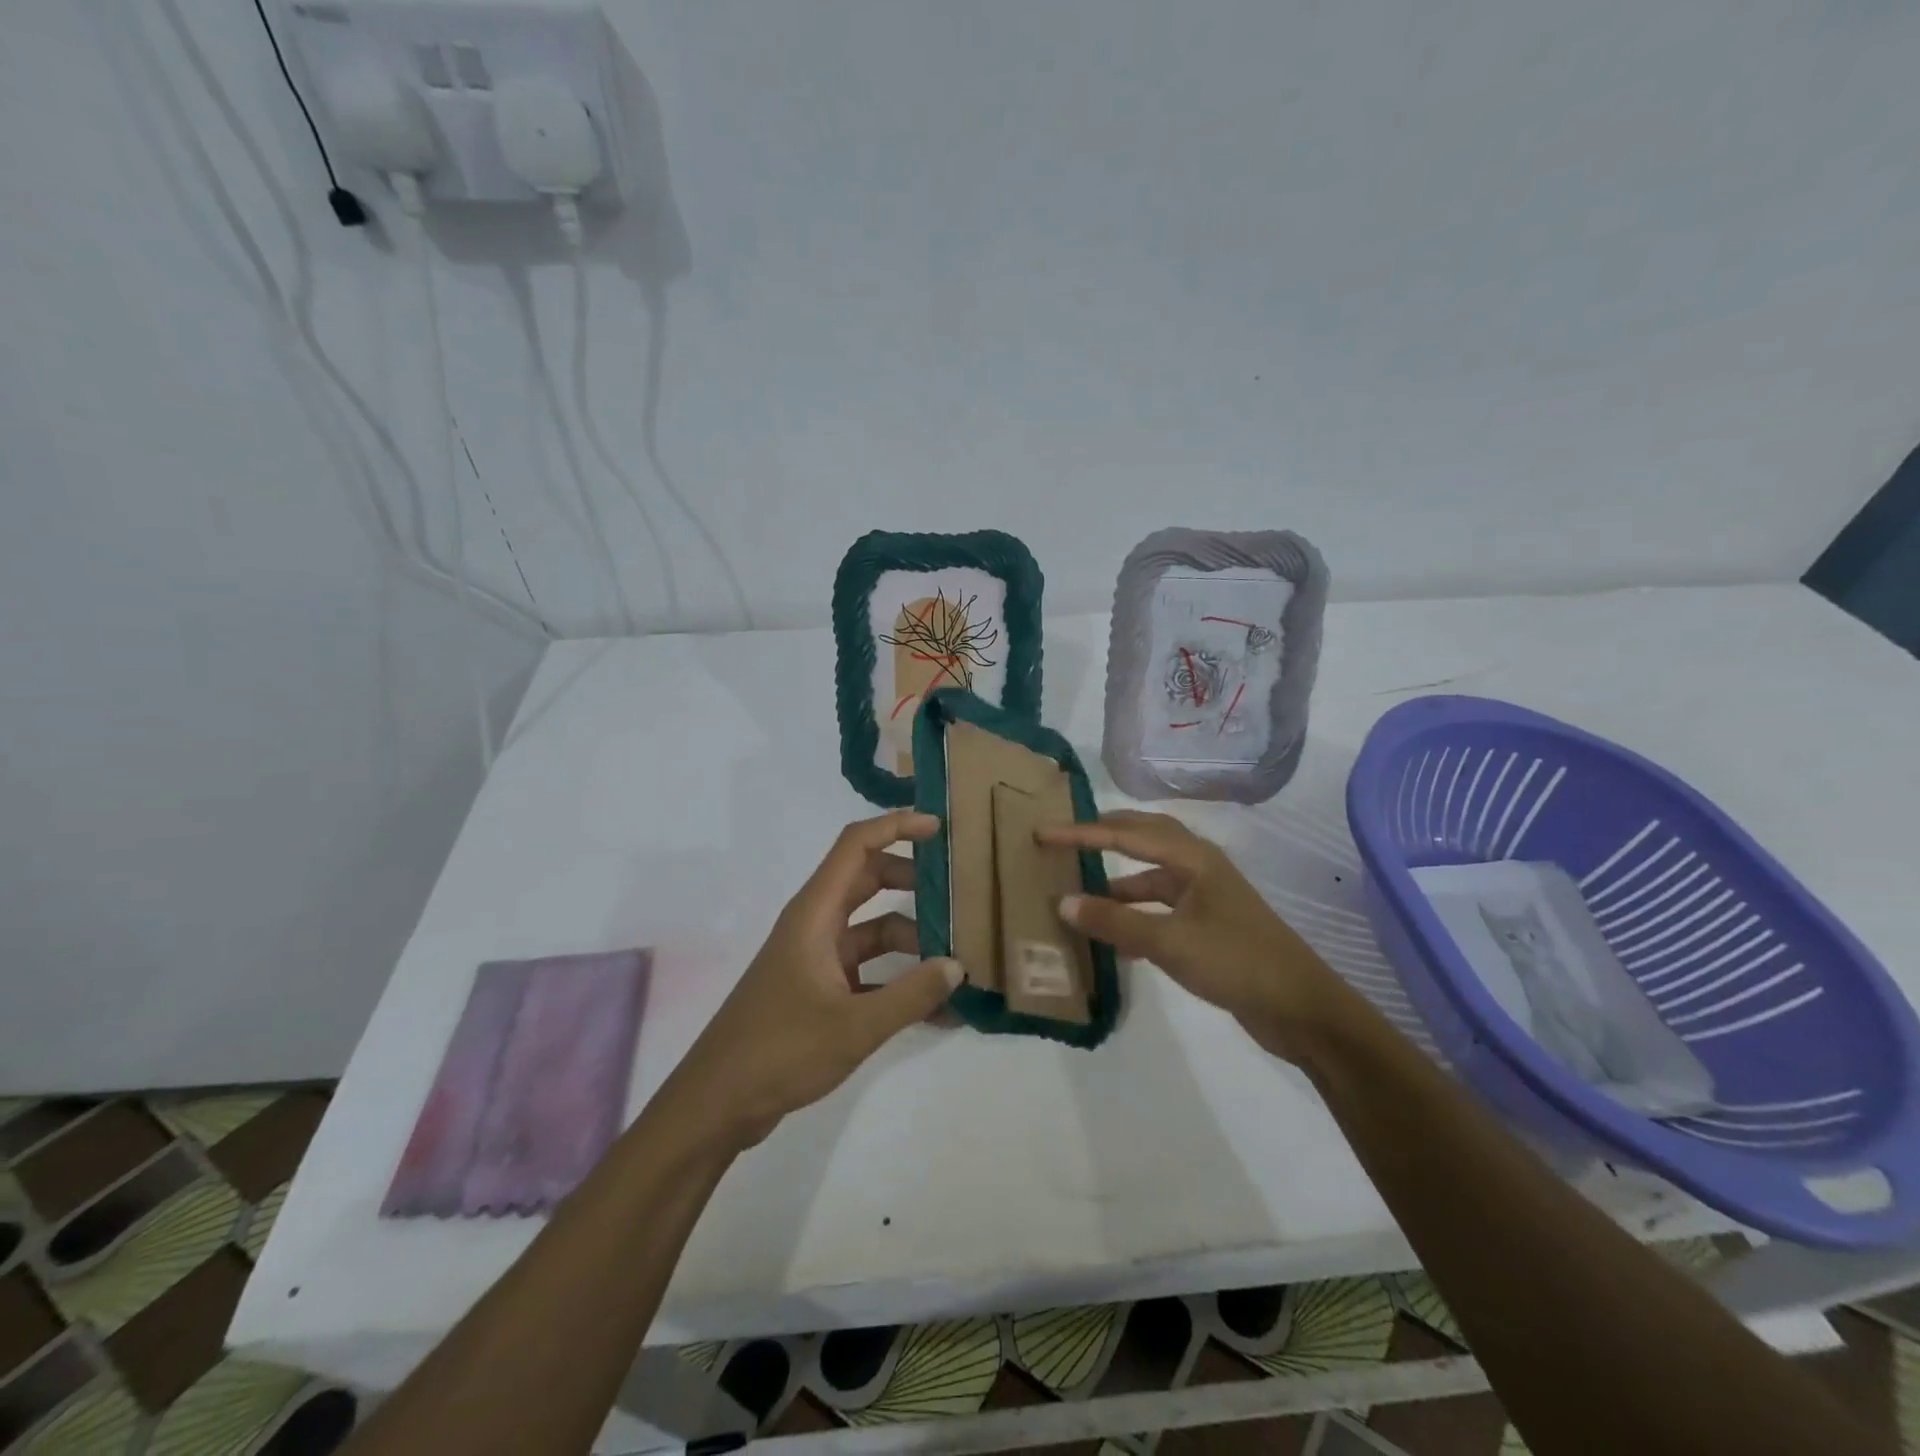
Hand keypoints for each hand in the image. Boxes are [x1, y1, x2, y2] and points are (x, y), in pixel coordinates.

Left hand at [662, 810, 961, 1148]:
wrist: (717, 1104)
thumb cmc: (780, 1050)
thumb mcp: (855, 1025)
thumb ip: (911, 995)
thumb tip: (957, 966)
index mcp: (815, 914)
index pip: (856, 846)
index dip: (895, 827)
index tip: (938, 829)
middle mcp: (815, 925)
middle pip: (867, 880)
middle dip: (912, 881)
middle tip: (956, 892)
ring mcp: (815, 958)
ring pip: (871, 929)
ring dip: (911, 939)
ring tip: (956, 960)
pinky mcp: (817, 990)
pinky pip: (867, 971)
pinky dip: (897, 981)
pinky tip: (935, 1010)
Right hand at [1040, 810, 1359, 1060]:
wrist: (1302, 1009)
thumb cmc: (1236, 962)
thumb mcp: (1168, 941)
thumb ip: (1114, 922)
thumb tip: (1062, 902)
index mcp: (1193, 858)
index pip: (1125, 835)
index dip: (1081, 833)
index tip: (1043, 832)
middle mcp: (1200, 867)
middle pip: (1144, 839)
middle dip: (1104, 836)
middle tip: (1065, 837)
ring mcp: (1207, 897)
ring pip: (1152, 877)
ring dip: (1118, 883)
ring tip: (1081, 894)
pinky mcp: (1210, 926)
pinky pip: (1161, 908)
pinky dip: (1135, 915)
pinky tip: (1116, 940)